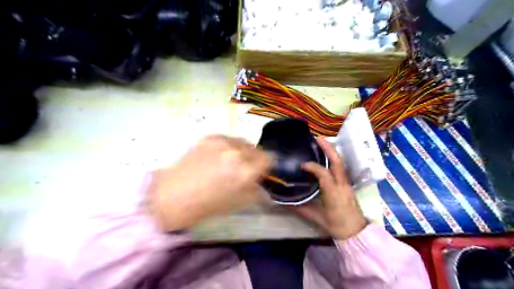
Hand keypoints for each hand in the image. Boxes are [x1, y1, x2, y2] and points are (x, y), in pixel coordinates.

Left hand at [146, 135, 269, 230]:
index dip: (267, 164)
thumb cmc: (208, 205)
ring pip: (242, 141)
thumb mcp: (239, 202)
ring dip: (242, 150)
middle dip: (255, 157)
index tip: (262, 169)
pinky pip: (227, 139)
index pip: (269, 158)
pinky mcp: (210, 137)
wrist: (174, 196)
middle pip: (257, 148)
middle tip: (246, 166)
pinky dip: (228, 147)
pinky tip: (217, 156)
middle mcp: (237, 152)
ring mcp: (222, 142)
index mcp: (246, 171)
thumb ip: (256, 189)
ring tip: (230, 160)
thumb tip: (262, 181)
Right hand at [291, 137, 367, 239]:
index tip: (302, 165)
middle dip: (328, 148)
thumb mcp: (315, 217)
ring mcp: (347, 183)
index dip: (313, 167)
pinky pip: (341, 168)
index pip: (324, 174)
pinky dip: (334, 159)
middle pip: (337, 162)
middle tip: (318, 138)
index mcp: (333, 193)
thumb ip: (299, 208)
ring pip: (341, 163)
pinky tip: (326, 157)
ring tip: (322, 143)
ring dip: (332, 151)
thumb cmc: (335, 225)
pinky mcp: (348, 184)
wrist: (355, 232)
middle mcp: (342, 185)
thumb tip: (283, 202)